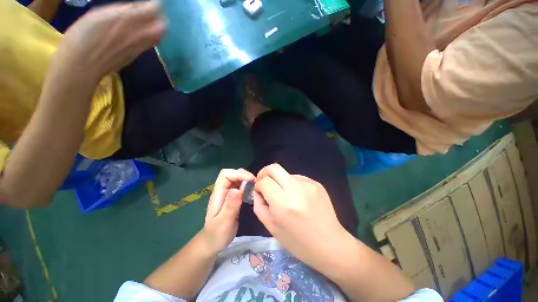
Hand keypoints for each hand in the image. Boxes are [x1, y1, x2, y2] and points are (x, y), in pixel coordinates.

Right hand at [54, 2, 164, 81]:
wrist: (82, 66)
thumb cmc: (82, 37)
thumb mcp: (98, 15)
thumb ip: (120, 11)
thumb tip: (135, 8)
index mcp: (127, 20)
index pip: (153, 10)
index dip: (156, 5)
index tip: (154, 2)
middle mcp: (138, 35)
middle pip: (162, 27)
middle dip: (160, 18)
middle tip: (152, 12)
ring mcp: (139, 48)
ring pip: (158, 37)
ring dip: (156, 28)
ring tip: (148, 22)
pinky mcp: (136, 57)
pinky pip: (149, 45)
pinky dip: (150, 37)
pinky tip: (141, 33)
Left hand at [202, 169, 254, 253]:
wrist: (212, 243)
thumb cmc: (217, 234)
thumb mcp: (224, 222)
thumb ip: (231, 205)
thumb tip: (237, 189)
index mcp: (218, 194)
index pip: (226, 175)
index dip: (239, 174)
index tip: (251, 181)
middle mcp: (222, 190)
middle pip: (231, 174)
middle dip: (243, 174)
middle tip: (255, 182)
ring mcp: (226, 193)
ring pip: (235, 178)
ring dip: (245, 178)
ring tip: (254, 185)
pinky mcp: (231, 197)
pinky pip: (239, 186)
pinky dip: (246, 184)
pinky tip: (251, 190)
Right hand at [252, 164, 349, 270]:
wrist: (330, 244)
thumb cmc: (298, 242)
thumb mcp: (272, 228)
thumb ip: (259, 206)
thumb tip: (257, 191)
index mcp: (283, 204)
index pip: (264, 181)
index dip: (258, 184)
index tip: (260, 191)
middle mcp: (296, 190)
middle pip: (274, 168)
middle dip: (265, 173)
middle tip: (265, 183)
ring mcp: (308, 184)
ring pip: (286, 173)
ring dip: (281, 181)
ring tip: (286, 196)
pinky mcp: (316, 183)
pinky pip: (298, 178)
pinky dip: (293, 185)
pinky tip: (299, 198)